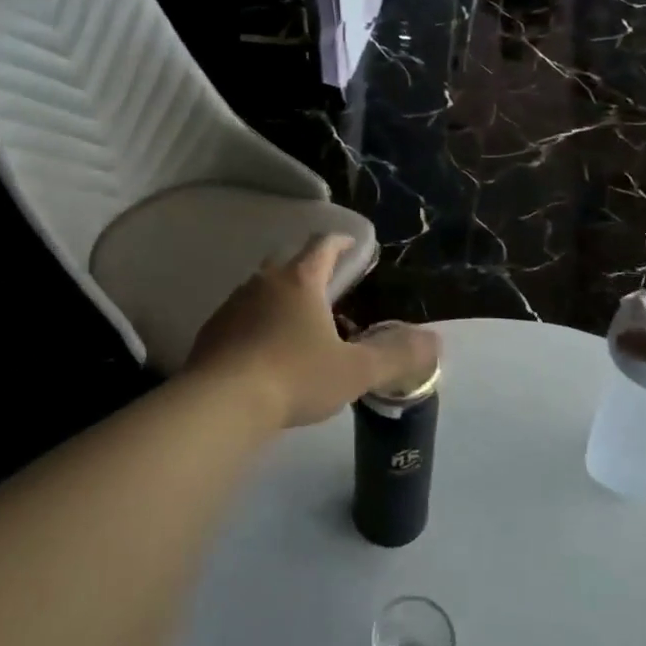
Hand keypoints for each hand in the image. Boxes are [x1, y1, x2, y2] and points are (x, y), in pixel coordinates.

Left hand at [185, 234, 439, 429]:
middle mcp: (263, 283)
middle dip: (306, 266)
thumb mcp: (355, 371)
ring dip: (279, 297)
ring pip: (259, 289)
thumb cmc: (295, 377)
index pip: (322, 246)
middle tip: (325, 283)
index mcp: (299, 281)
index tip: (350, 244)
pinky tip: (262, 350)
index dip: (339, 242)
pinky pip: (239, 317)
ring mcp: (232, 306)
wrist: (221, 403)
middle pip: (286, 260)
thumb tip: (434, 341)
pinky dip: (255, 323)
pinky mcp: (211, 332)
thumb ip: (395, 355)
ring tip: (296, 321)